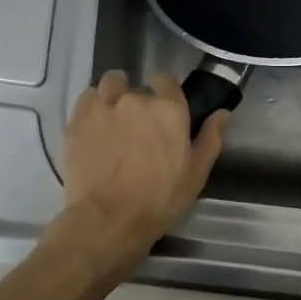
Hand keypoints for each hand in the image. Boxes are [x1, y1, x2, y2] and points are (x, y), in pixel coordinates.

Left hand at [53, 70, 228, 269]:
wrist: (108, 219)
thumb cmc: (159, 200)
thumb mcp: (196, 174)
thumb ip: (210, 139)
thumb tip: (222, 112)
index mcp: (169, 109)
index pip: (166, 80)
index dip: (164, 91)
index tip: (162, 109)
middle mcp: (136, 99)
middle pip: (137, 87)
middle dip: (139, 103)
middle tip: (138, 130)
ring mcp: (104, 106)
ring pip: (110, 85)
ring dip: (114, 96)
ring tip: (113, 122)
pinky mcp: (78, 118)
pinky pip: (87, 97)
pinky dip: (93, 107)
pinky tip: (95, 128)